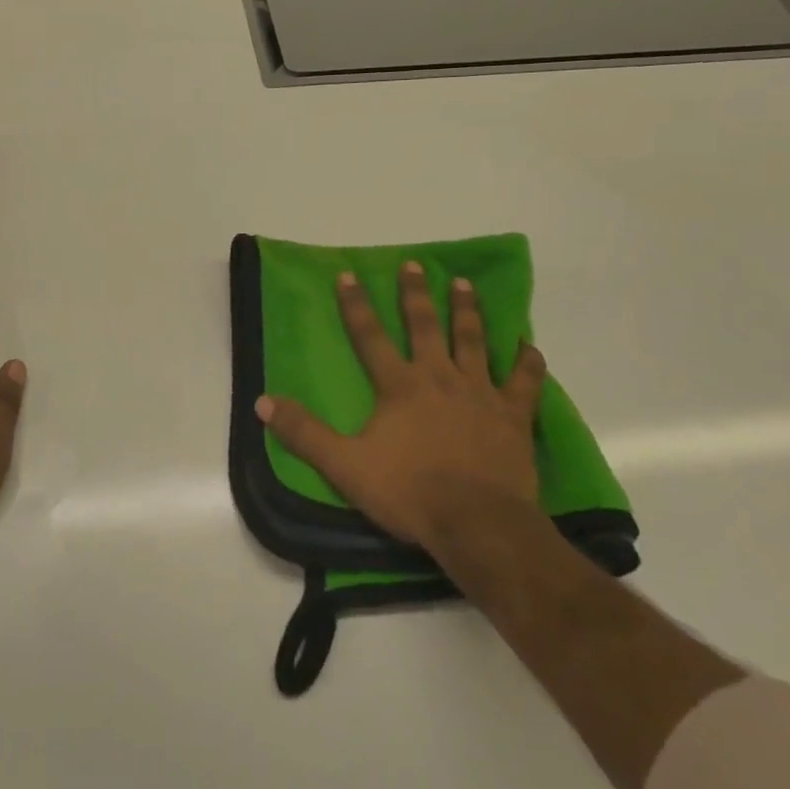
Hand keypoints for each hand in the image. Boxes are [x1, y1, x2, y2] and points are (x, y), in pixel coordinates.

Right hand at [255, 260, 546, 561]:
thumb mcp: (344, 465)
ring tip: (463, 284)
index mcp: (399, 386)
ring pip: (473, 340)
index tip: (348, 274)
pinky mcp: (514, 415)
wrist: (478, 524)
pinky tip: (527, 344)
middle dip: (416, 294)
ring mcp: (481, 393)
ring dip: (467, 310)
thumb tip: (262, 401)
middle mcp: (439, 377)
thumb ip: (304, 432)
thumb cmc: (409, 492)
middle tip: (414, 264)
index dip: (356, 305)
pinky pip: (524, 380)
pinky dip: (527, 360)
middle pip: (426, 326)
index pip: (370, 336)